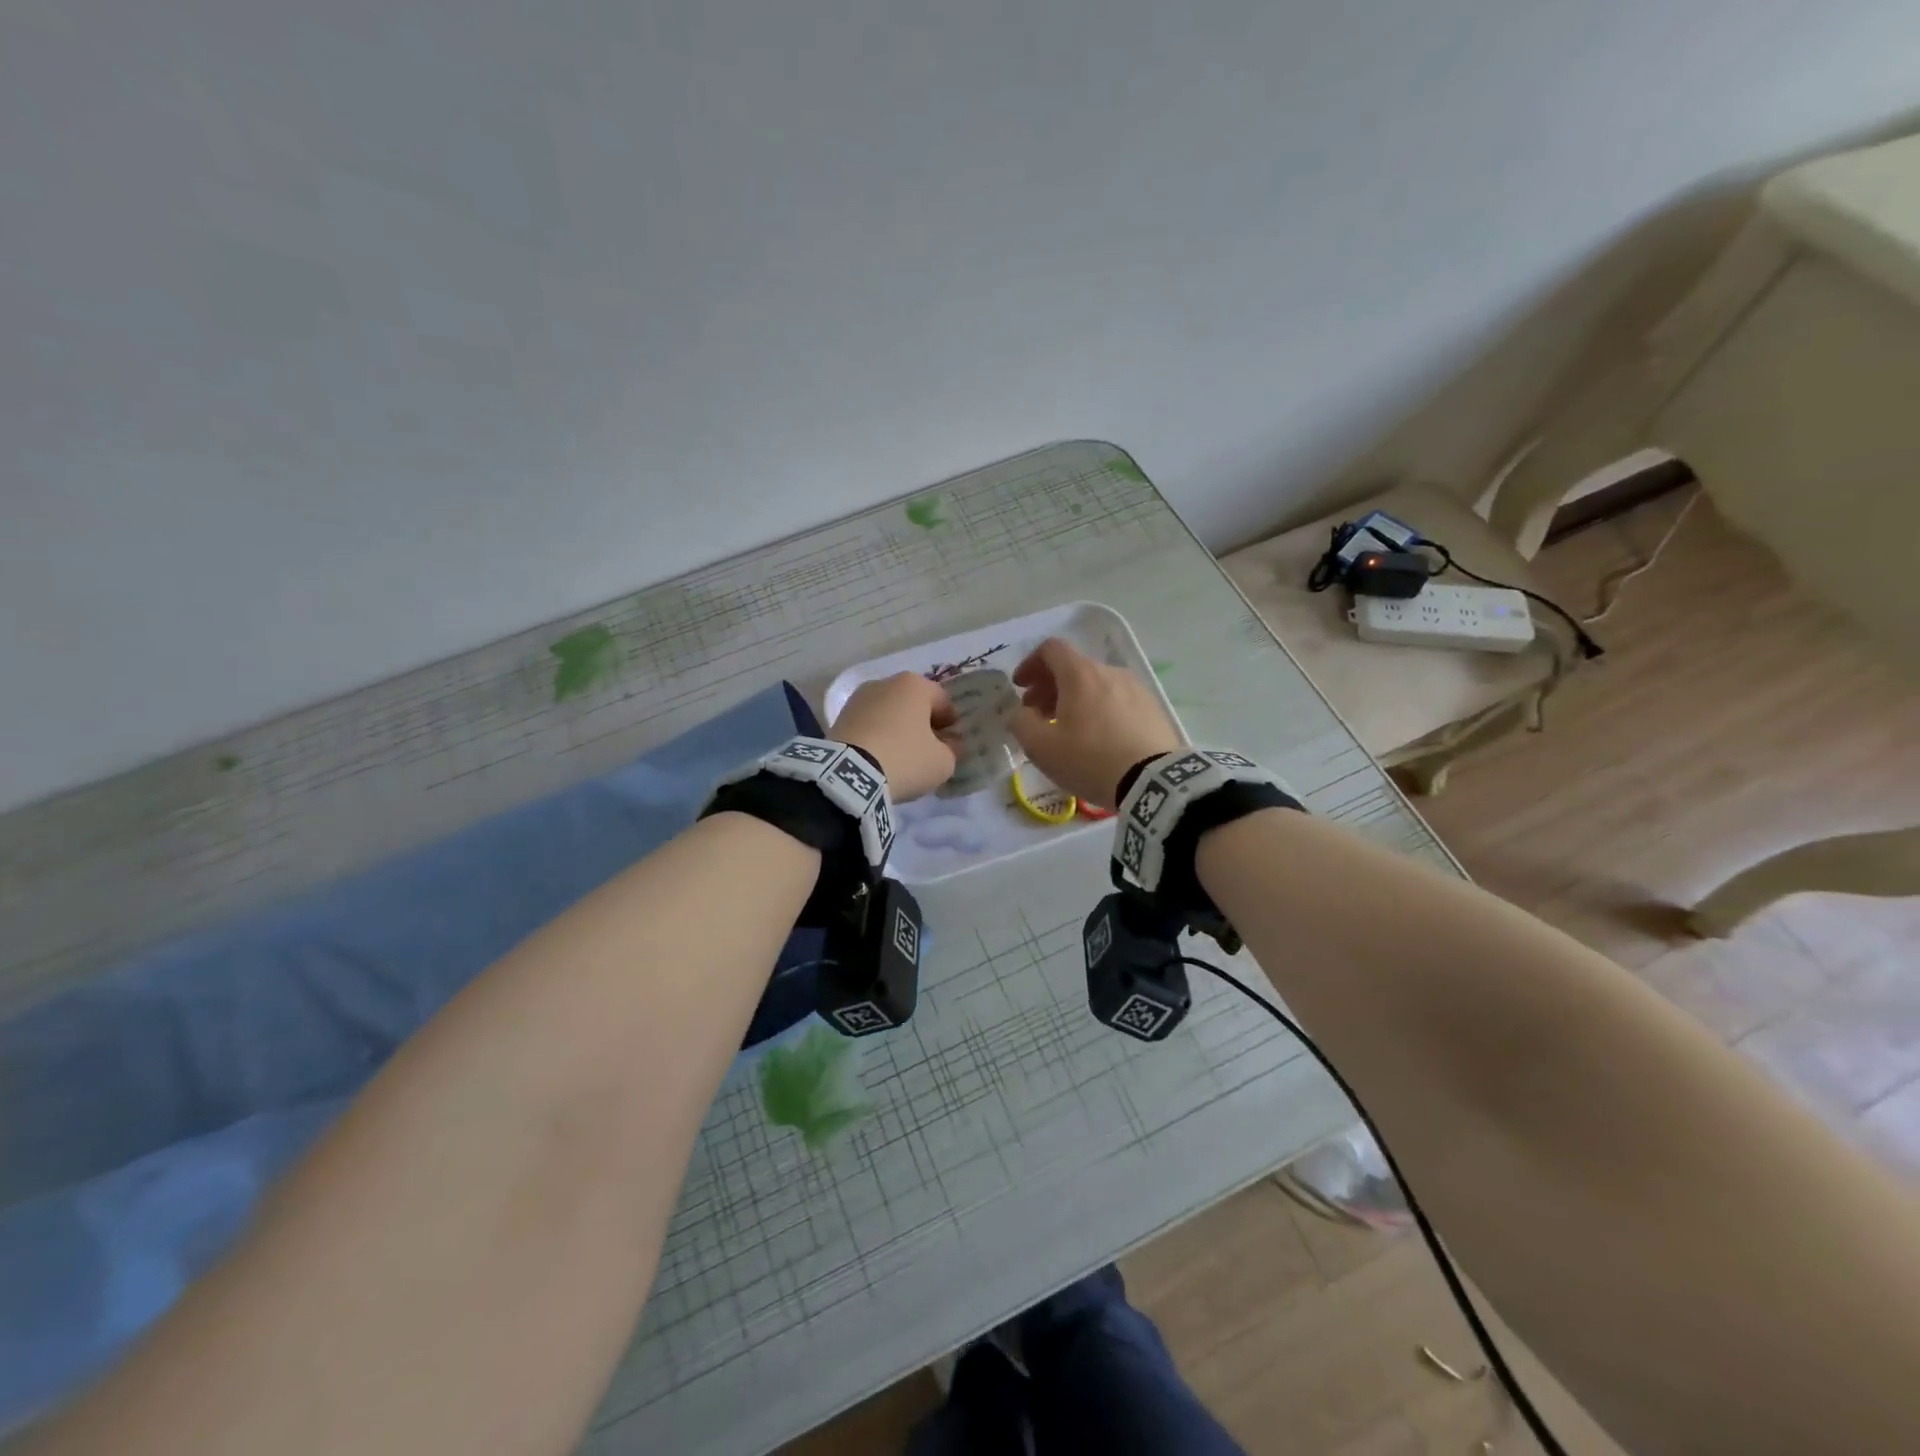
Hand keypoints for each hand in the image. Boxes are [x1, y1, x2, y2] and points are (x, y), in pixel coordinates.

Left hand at [829, 673, 958, 801]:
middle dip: (922, 724)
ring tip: (901, 756)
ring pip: (889, 713)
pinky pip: (869, 725)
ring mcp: (859, 698)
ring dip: (898, 729)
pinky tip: (879, 758)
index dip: (951, 724)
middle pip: (913, 704)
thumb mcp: (943, 762)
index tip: (952, 744)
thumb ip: (952, 749)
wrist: (849, 774)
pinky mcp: (839, 717)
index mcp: (915, 684)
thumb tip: (950, 743)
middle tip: (927, 750)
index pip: (943, 701)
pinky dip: (877, 736)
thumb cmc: (905, 759)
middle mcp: (885, 682)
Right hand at [1007, 638, 1183, 806]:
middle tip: (1037, 714)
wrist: (1153, 782)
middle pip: (1073, 668)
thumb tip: (1021, 713)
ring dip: (1075, 699)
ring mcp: (1135, 688)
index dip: (1030, 664)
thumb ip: (1021, 723)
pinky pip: (1117, 700)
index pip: (1051, 649)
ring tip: (1068, 730)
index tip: (1021, 687)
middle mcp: (1110, 672)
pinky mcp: (1153, 708)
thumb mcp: (1041, 748)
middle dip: (1049, 687)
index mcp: (1080, 674)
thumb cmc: (1090, 760)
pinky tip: (1098, 739)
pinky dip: (1099, 709)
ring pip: (1096, 684)